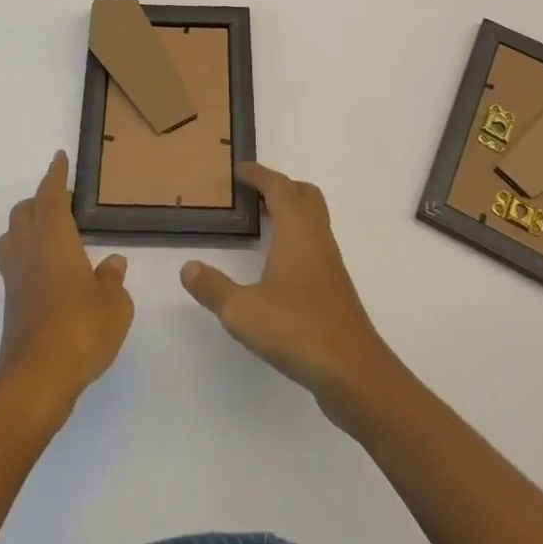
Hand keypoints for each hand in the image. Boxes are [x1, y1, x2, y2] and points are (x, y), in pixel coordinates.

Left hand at [0, 151, 133, 419]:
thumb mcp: (114, 304)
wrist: (36, 381)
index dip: (56, 175)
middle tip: (65, 204)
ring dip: (27, 227)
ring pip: (12, 237)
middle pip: (24, 211)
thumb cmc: (80, 330)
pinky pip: (15, 265)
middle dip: (40, 200)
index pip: (51, 195)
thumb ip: (112, 279)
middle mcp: (29, 250)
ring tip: (53, 235)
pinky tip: (50, 274)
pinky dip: (28, 256)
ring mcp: (15, 279)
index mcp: (54, 238)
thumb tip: (112, 264)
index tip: (60, 158)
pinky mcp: (11, 305)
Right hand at [181, 163, 396, 424]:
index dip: (258, 174)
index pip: (279, 186)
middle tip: (252, 194)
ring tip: (262, 224)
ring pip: (313, 220)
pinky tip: (279, 266)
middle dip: (279, 186)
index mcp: (296, 230)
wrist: (353, 372)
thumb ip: (213, 288)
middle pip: (304, 194)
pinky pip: (315, 245)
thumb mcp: (243, 311)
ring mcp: (330, 263)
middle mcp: (317, 238)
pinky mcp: (335, 288)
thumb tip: (188, 268)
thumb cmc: (297, 330)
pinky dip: (297, 238)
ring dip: (290, 212)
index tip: (239, 170)